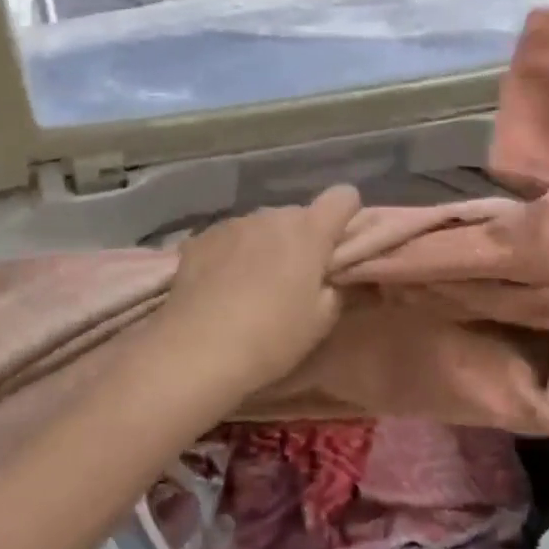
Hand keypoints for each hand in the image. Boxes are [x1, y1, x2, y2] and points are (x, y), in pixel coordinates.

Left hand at [160, 185, 362, 393]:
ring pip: (264, 225)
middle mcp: (272, 215)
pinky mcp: (202, 237)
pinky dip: (234, 253)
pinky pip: (231, 237)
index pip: (343, 197)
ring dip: (267, 244)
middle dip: (304, 239)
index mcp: (309, 231)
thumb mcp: (320, 321)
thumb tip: (352, 278)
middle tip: (296, 279)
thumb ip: (343, 290)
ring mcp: (234, 223)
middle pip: (300, 215)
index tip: (339, 249)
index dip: (347, 217)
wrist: (195, 351)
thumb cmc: (271, 337)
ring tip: (254, 285)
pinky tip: (222, 286)